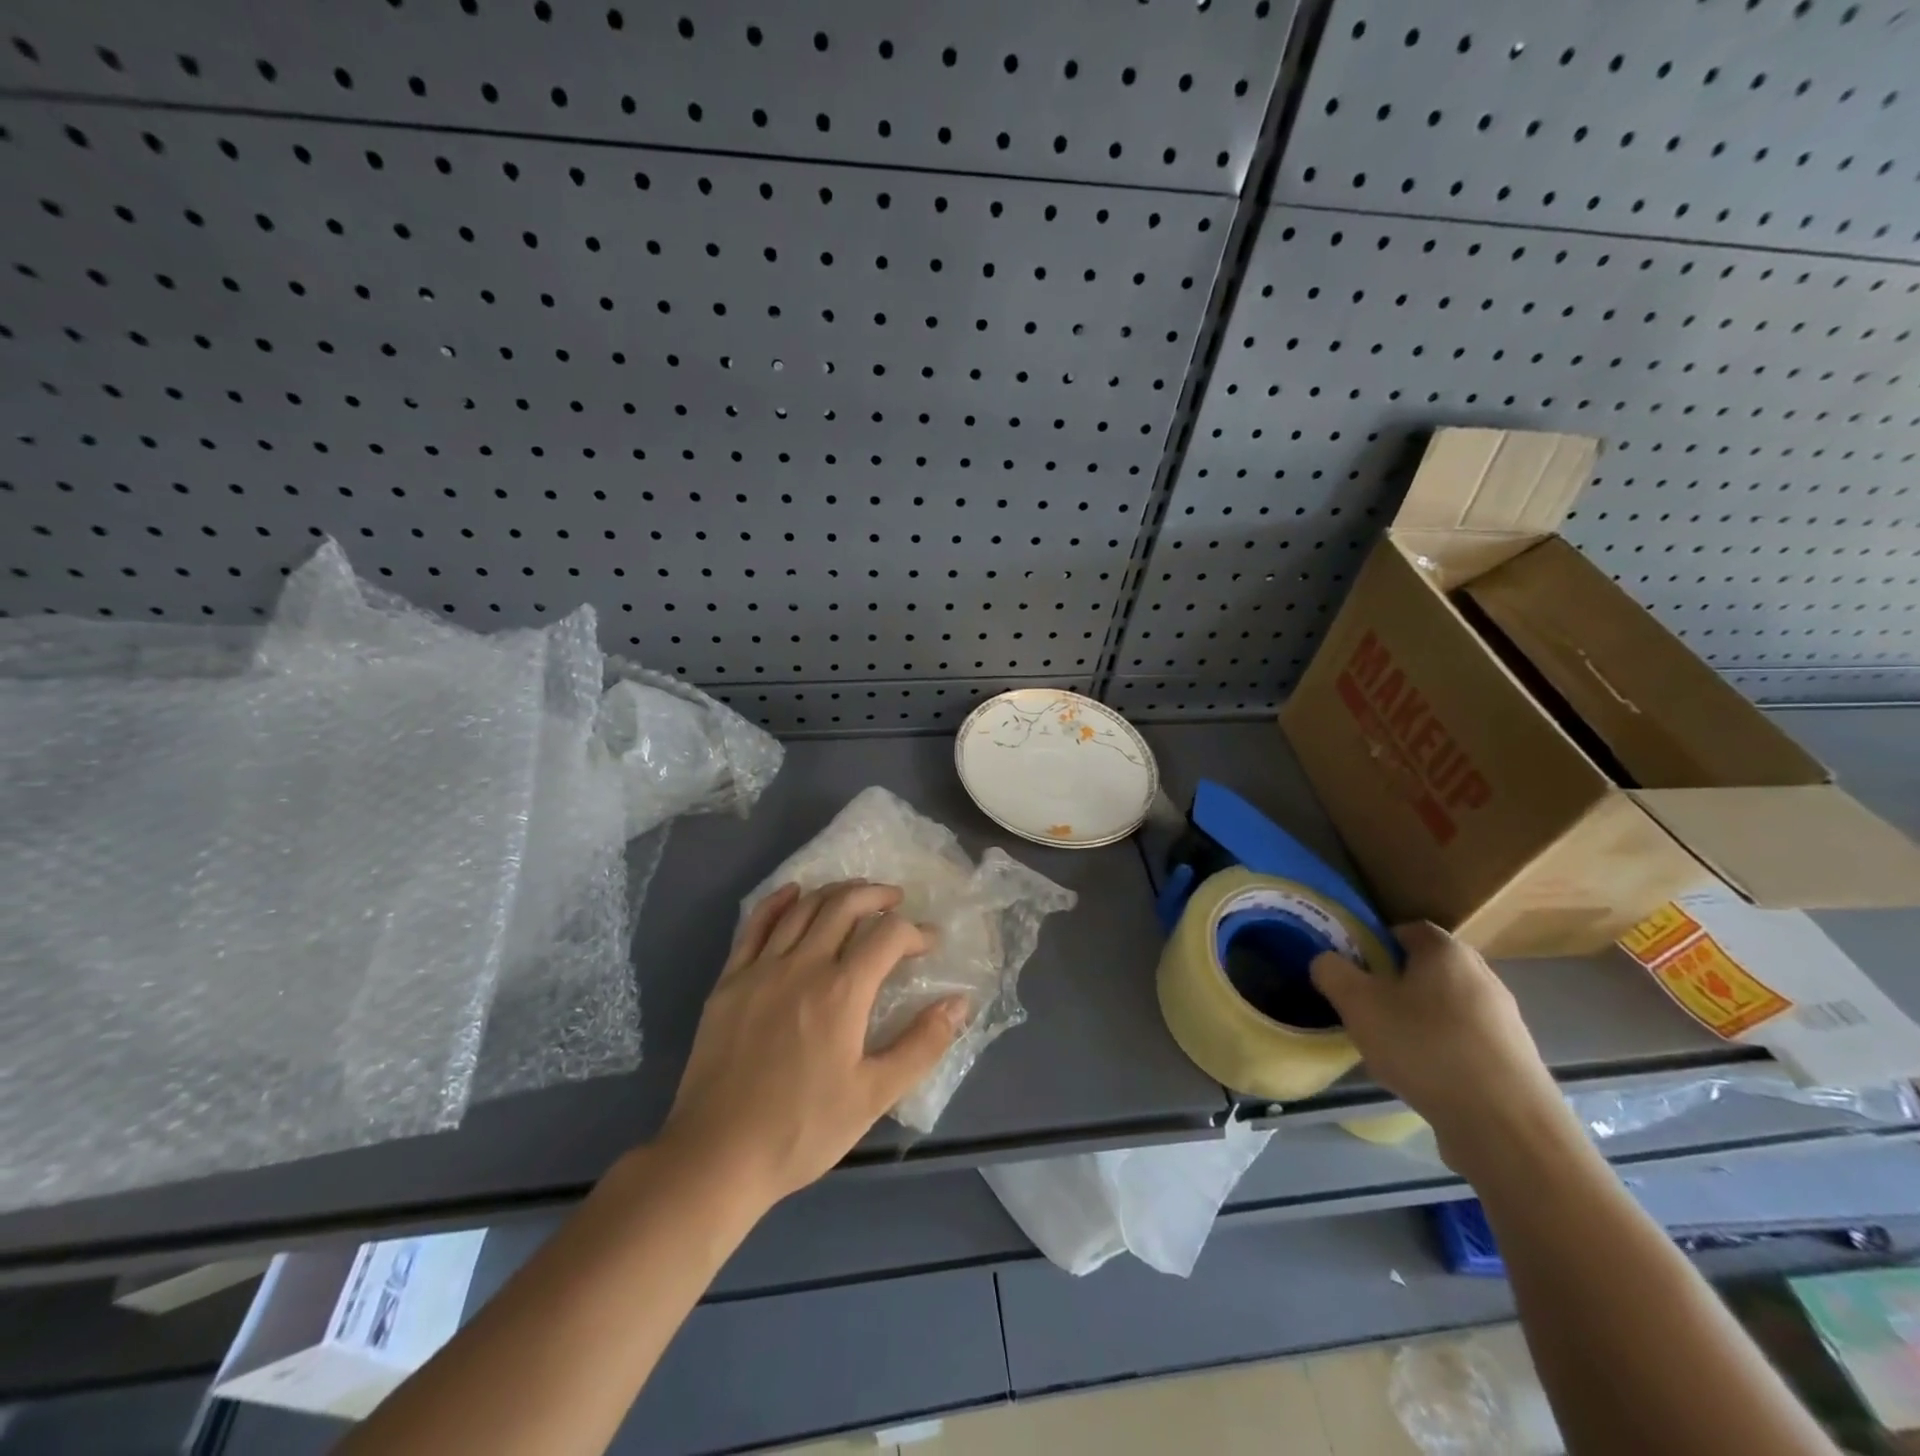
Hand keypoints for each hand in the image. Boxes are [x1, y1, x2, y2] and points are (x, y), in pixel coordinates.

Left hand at [658, 881, 965, 1209]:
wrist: (716, 1155)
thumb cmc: (802, 1129)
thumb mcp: (874, 1096)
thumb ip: (922, 1044)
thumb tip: (959, 1001)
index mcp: (842, 991)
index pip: (888, 935)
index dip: (916, 931)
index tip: (930, 942)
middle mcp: (803, 965)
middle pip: (845, 905)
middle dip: (877, 896)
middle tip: (896, 900)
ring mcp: (761, 968)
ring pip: (803, 908)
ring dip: (835, 892)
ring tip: (856, 894)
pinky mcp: (730, 980)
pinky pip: (754, 925)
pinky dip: (778, 901)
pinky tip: (793, 892)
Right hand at [1311, 922, 1575, 1178]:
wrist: (1506, 1127)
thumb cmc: (1424, 1047)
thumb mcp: (1358, 1003)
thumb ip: (1332, 972)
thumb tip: (1326, 961)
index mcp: (1447, 952)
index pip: (1407, 929)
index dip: (1375, 944)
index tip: (1353, 970)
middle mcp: (1483, 977)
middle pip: (1428, 969)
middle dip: (1395, 984)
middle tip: (1366, 1008)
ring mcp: (1505, 1021)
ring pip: (1446, 1008)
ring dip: (1418, 1021)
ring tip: (1391, 1049)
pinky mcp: (1514, 1061)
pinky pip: (1465, 1043)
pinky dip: (1442, 1052)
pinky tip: (1423, 1078)